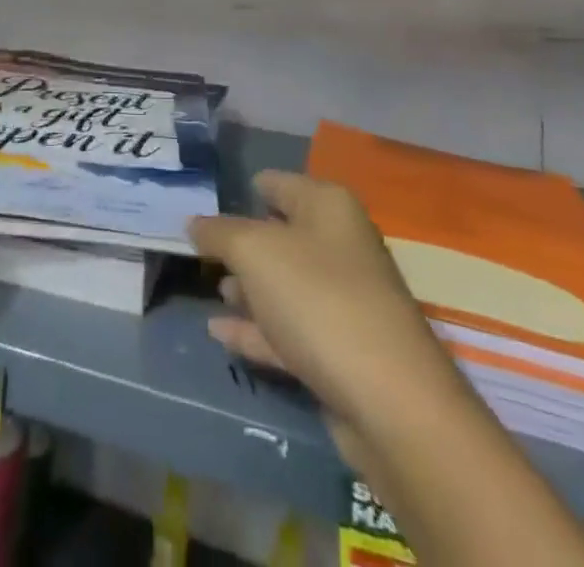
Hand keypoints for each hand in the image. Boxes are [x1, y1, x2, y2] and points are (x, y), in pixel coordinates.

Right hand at [190, 171, 449, 460]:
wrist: (389, 400)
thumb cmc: (317, 298)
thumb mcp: (254, 252)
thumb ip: (218, 233)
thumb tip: (194, 222)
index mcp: (328, 206)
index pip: (278, 183)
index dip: (245, 189)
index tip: (208, 201)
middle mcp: (340, 245)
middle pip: (282, 234)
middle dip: (243, 243)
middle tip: (202, 251)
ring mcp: (342, 300)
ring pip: (284, 285)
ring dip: (248, 288)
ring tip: (213, 292)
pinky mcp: (339, 351)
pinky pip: (288, 329)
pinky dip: (256, 329)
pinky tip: (220, 334)